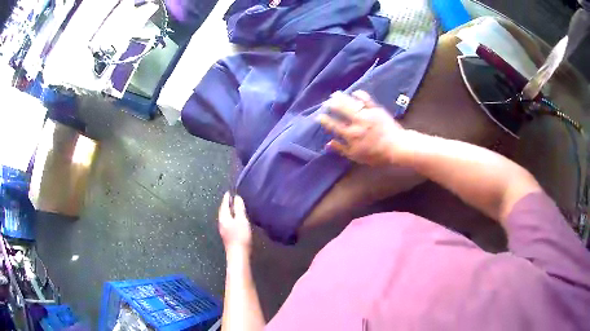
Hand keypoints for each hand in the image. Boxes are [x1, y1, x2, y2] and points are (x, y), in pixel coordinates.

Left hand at [218, 192, 251, 253]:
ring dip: (229, 211)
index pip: (224, 204)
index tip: (229, 191)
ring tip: (235, 207)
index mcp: (223, 217)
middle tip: (231, 197)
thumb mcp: (242, 220)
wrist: (238, 254)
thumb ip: (239, 208)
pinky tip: (236, 219)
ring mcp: (223, 229)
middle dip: (227, 204)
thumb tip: (237, 197)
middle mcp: (221, 222)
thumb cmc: (240, 236)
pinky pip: (228, 221)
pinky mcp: (227, 235)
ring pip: (225, 216)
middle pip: (223, 210)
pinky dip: (231, 217)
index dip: (227, 197)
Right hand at [319, 90, 409, 165]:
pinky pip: (367, 99)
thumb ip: (341, 149)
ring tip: (335, 94)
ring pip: (351, 103)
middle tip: (326, 102)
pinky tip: (355, 92)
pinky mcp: (376, 109)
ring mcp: (367, 114)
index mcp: (350, 135)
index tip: (319, 116)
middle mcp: (356, 122)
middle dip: (332, 105)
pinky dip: (360, 94)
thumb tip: (328, 143)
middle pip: (341, 110)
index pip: (334, 125)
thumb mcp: (356, 156)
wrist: (397, 147)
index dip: (325, 120)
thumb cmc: (376, 155)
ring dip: (342, 97)